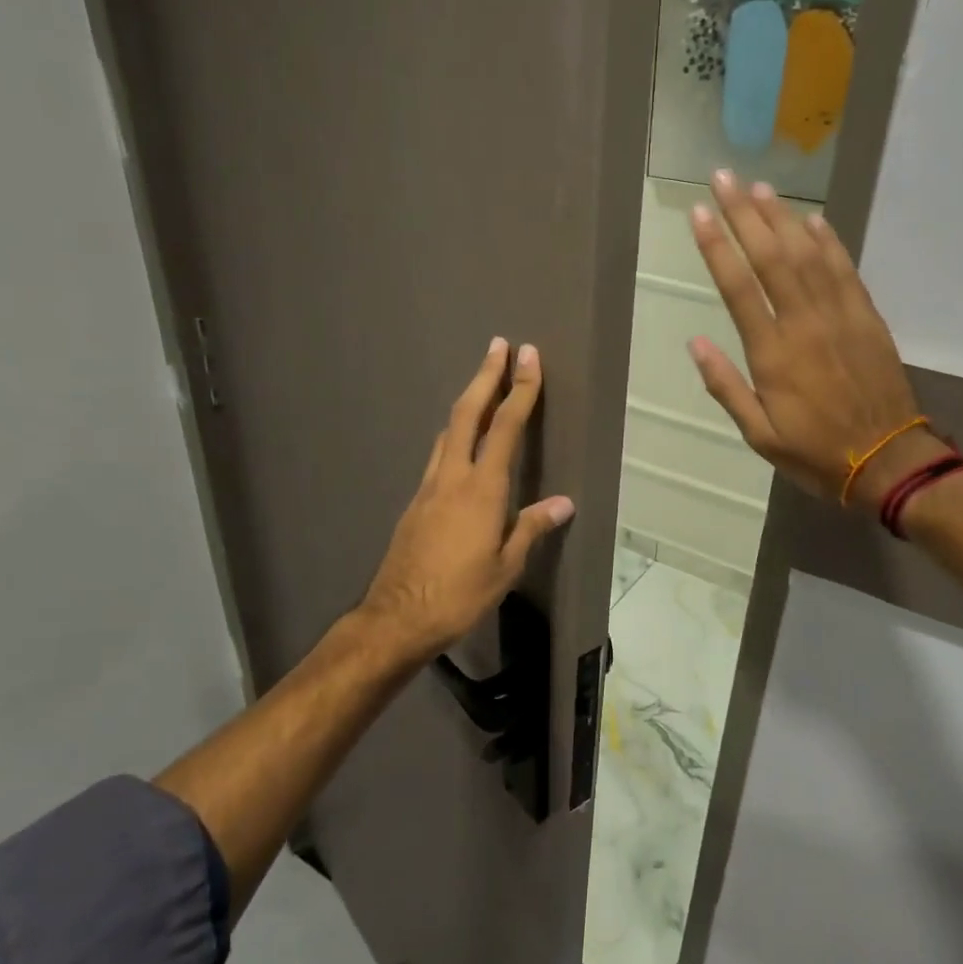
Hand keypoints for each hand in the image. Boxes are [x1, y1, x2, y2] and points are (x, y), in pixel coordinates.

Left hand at [359, 338, 574, 664]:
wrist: (398, 617)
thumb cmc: (460, 594)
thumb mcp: (506, 565)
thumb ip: (532, 527)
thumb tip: (564, 502)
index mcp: (482, 489)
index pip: (506, 428)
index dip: (520, 390)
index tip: (528, 357)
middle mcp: (452, 477)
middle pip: (468, 414)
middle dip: (485, 377)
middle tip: (498, 346)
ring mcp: (428, 487)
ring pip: (448, 432)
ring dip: (468, 403)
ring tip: (482, 386)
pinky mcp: (416, 503)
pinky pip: (438, 456)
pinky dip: (454, 435)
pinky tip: (460, 444)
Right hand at [688, 171, 945, 508]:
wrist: (888, 461)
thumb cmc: (815, 452)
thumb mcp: (759, 434)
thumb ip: (727, 387)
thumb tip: (695, 343)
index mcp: (773, 354)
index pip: (738, 288)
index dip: (716, 247)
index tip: (699, 214)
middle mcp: (805, 323)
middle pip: (771, 257)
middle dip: (744, 214)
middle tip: (723, 177)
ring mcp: (840, 316)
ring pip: (808, 253)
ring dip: (782, 217)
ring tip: (759, 188)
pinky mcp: (867, 318)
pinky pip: (845, 269)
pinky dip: (828, 240)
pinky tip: (812, 220)